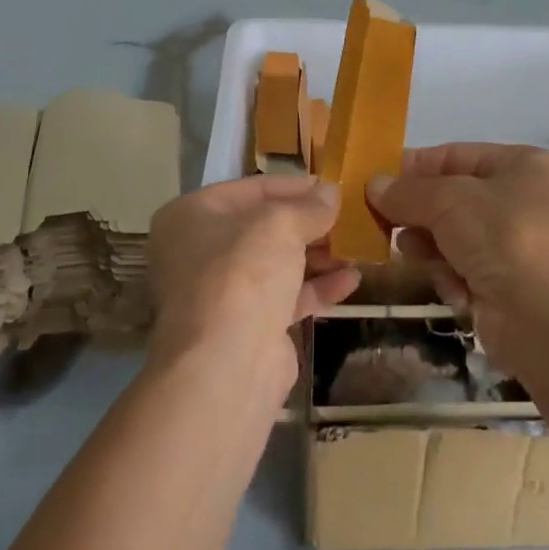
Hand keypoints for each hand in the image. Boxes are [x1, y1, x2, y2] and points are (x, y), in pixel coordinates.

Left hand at [146, 176, 361, 394]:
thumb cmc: (244, 272)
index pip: (250, 189)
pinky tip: (352, 280)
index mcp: (191, 215)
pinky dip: (316, 287)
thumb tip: (330, 193)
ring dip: (317, 255)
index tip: (331, 186)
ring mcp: (221, 292)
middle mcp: (198, 251)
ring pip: (276, 264)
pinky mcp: (245, 327)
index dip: (293, 186)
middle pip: (263, 228)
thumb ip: (309, 206)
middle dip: (308, 224)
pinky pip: (285, 297)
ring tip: (357, 248)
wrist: (227, 363)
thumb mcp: (281, 224)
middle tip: (348, 218)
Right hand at [367, 144, 548, 375]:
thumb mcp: (449, 201)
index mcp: (520, 165)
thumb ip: (407, 192)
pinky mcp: (507, 287)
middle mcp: (520, 200)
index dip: (413, 168)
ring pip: (451, 237)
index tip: (374, 182)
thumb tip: (373, 185)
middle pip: (450, 199)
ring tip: (412, 255)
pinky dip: (452, 279)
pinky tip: (455, 291)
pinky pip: (462, 271)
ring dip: (430, 248)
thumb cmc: (506, 239)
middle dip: (417, 213)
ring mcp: (515, 246)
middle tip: (381, 223)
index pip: (453, 156)